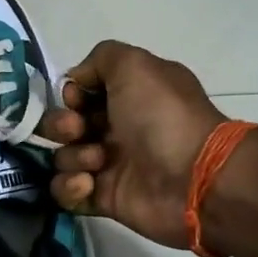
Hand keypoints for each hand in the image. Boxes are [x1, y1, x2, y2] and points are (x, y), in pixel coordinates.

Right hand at [41, 40, 230, 250]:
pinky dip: (69, 188)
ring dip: (72, 157)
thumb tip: (76, 81)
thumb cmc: (164, 116)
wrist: (196, 178)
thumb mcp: (135, 65)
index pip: (80, 93)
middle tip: (78, 131)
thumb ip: (101, 58)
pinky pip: (66, 192)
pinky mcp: (103, 198)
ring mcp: (109, 165)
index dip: (71, 95)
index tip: (78, 100)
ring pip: (63, 157)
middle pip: (64, 125)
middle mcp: (116, 128)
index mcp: (127, 97)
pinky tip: (88, 185)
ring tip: (98, 162)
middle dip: (61, 125)